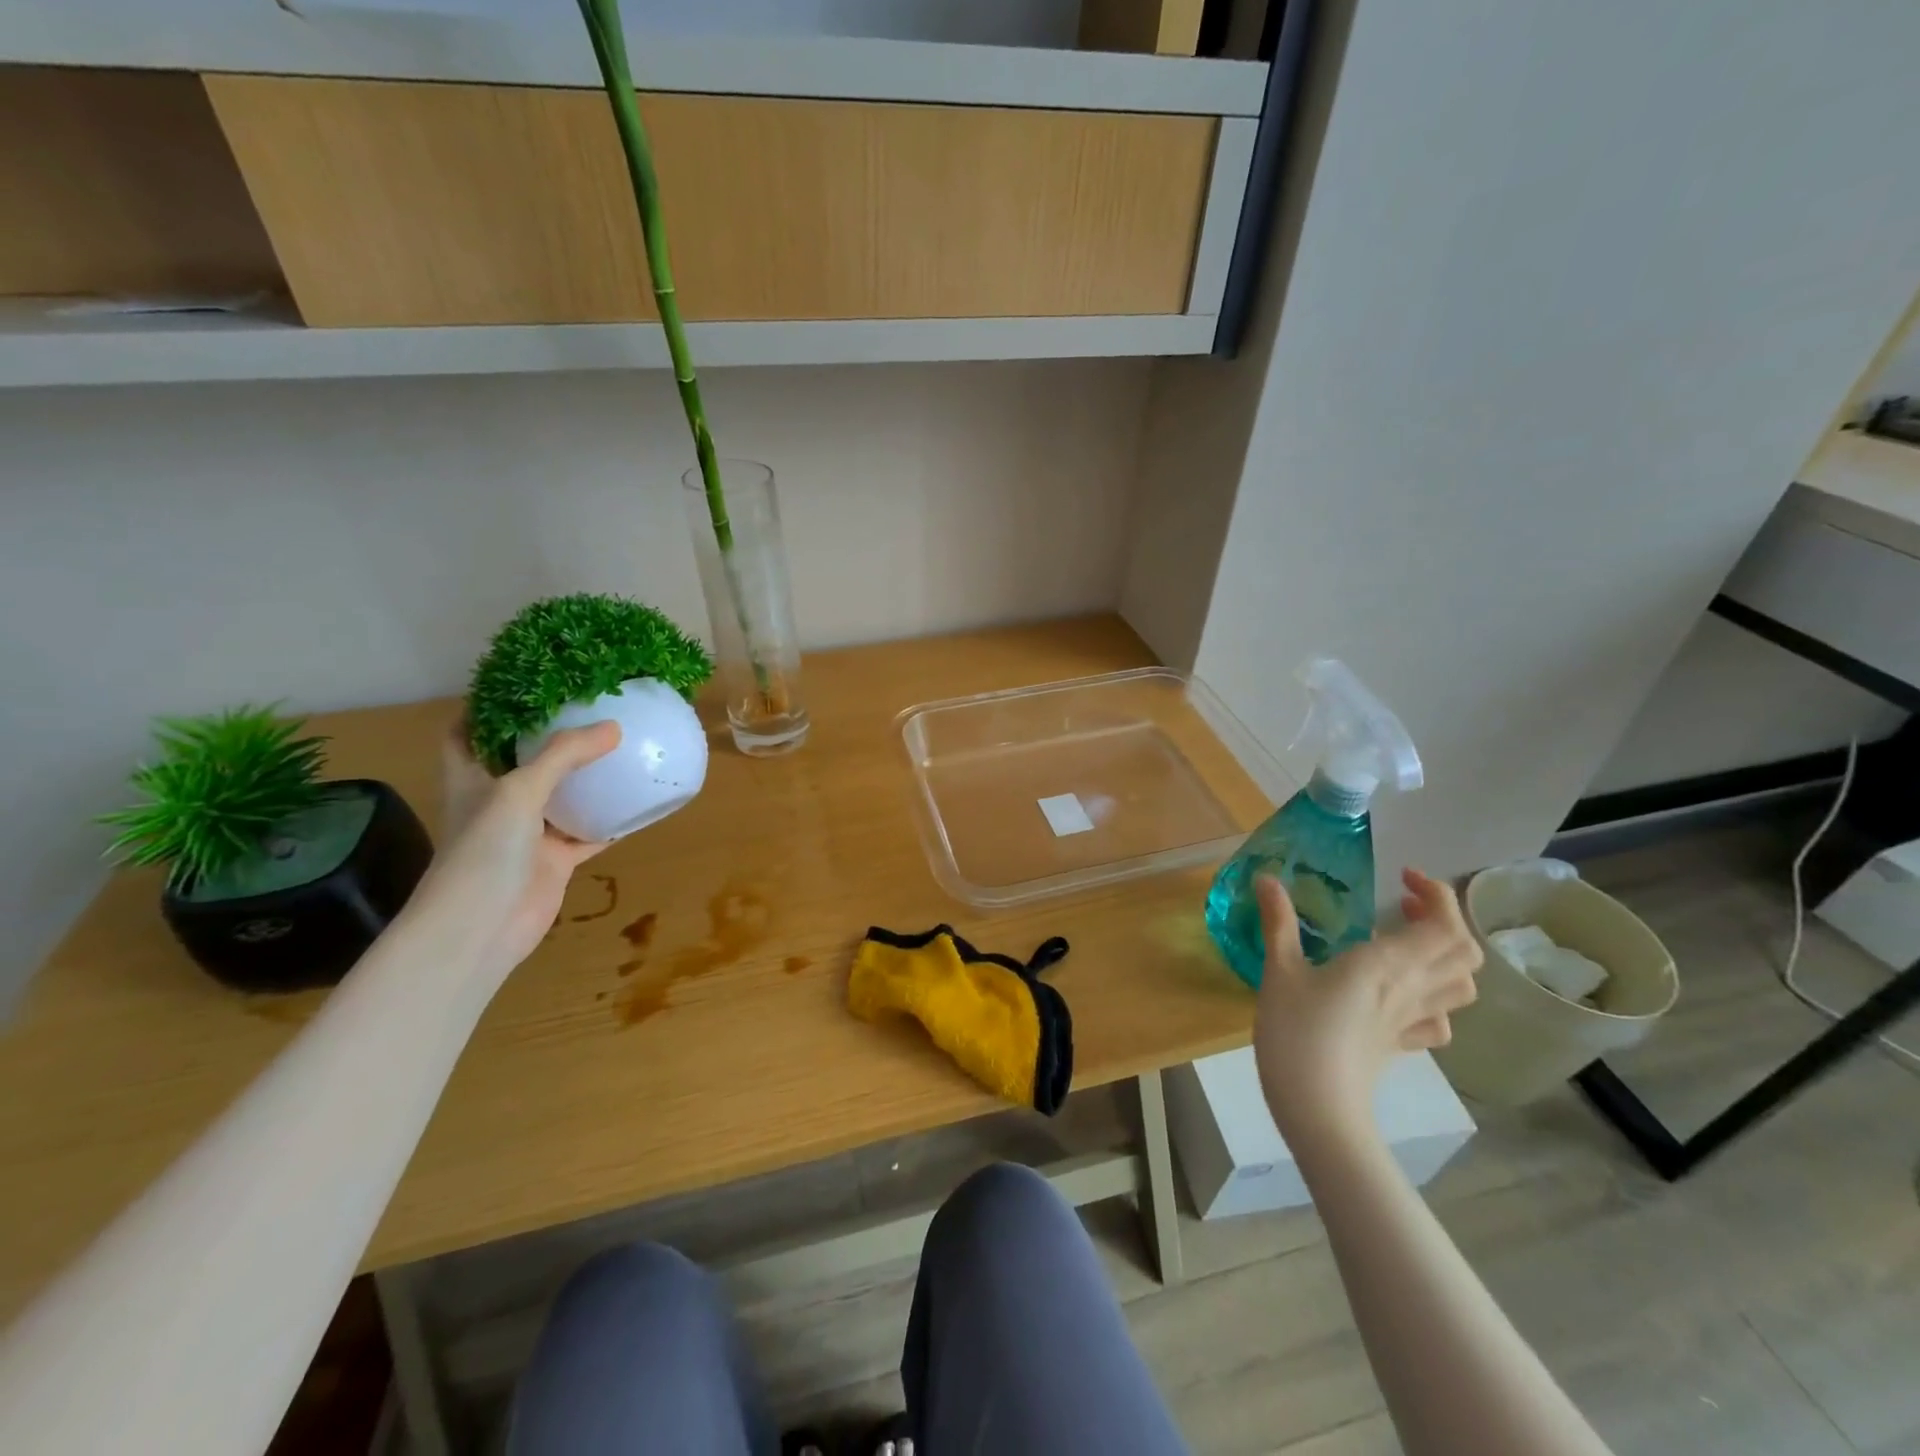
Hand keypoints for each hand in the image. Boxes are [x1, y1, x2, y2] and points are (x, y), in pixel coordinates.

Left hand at [403, 721, 619, 988]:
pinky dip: (611, 821)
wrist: (480, 929)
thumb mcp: (519, 791)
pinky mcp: (554, 861)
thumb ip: (565, 756)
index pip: (465, 734)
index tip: (518, 684)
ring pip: (561, 798)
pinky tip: (639, 803)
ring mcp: (527, 834)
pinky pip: (589, 833)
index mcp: (471, 780)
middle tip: (587, 709)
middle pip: (520, 762)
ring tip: (621, 746)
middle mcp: (497, 802)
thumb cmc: (483, 852)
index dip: (482, 709)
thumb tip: (614, 727)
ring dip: (586, 779)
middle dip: (548, 738)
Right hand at [1252, 868, 1481, 1146]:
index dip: (1437, 894)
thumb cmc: (1297, 1032)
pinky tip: (1401, 995)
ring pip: (1462, 985)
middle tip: (1402, 905)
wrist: (1317, 1107)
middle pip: (1465, 951)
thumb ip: (1278, 922)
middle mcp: (1412, 988)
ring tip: (1406, 943)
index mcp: (1387, 964)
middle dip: (1444, 919)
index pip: (1445, 924)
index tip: (1401, 878)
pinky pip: (1439, 1018)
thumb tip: (1267, 879)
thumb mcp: (1279, 971)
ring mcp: (1413, 1021)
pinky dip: (1433, 998)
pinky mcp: (1403, 1044)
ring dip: (1445, 956)